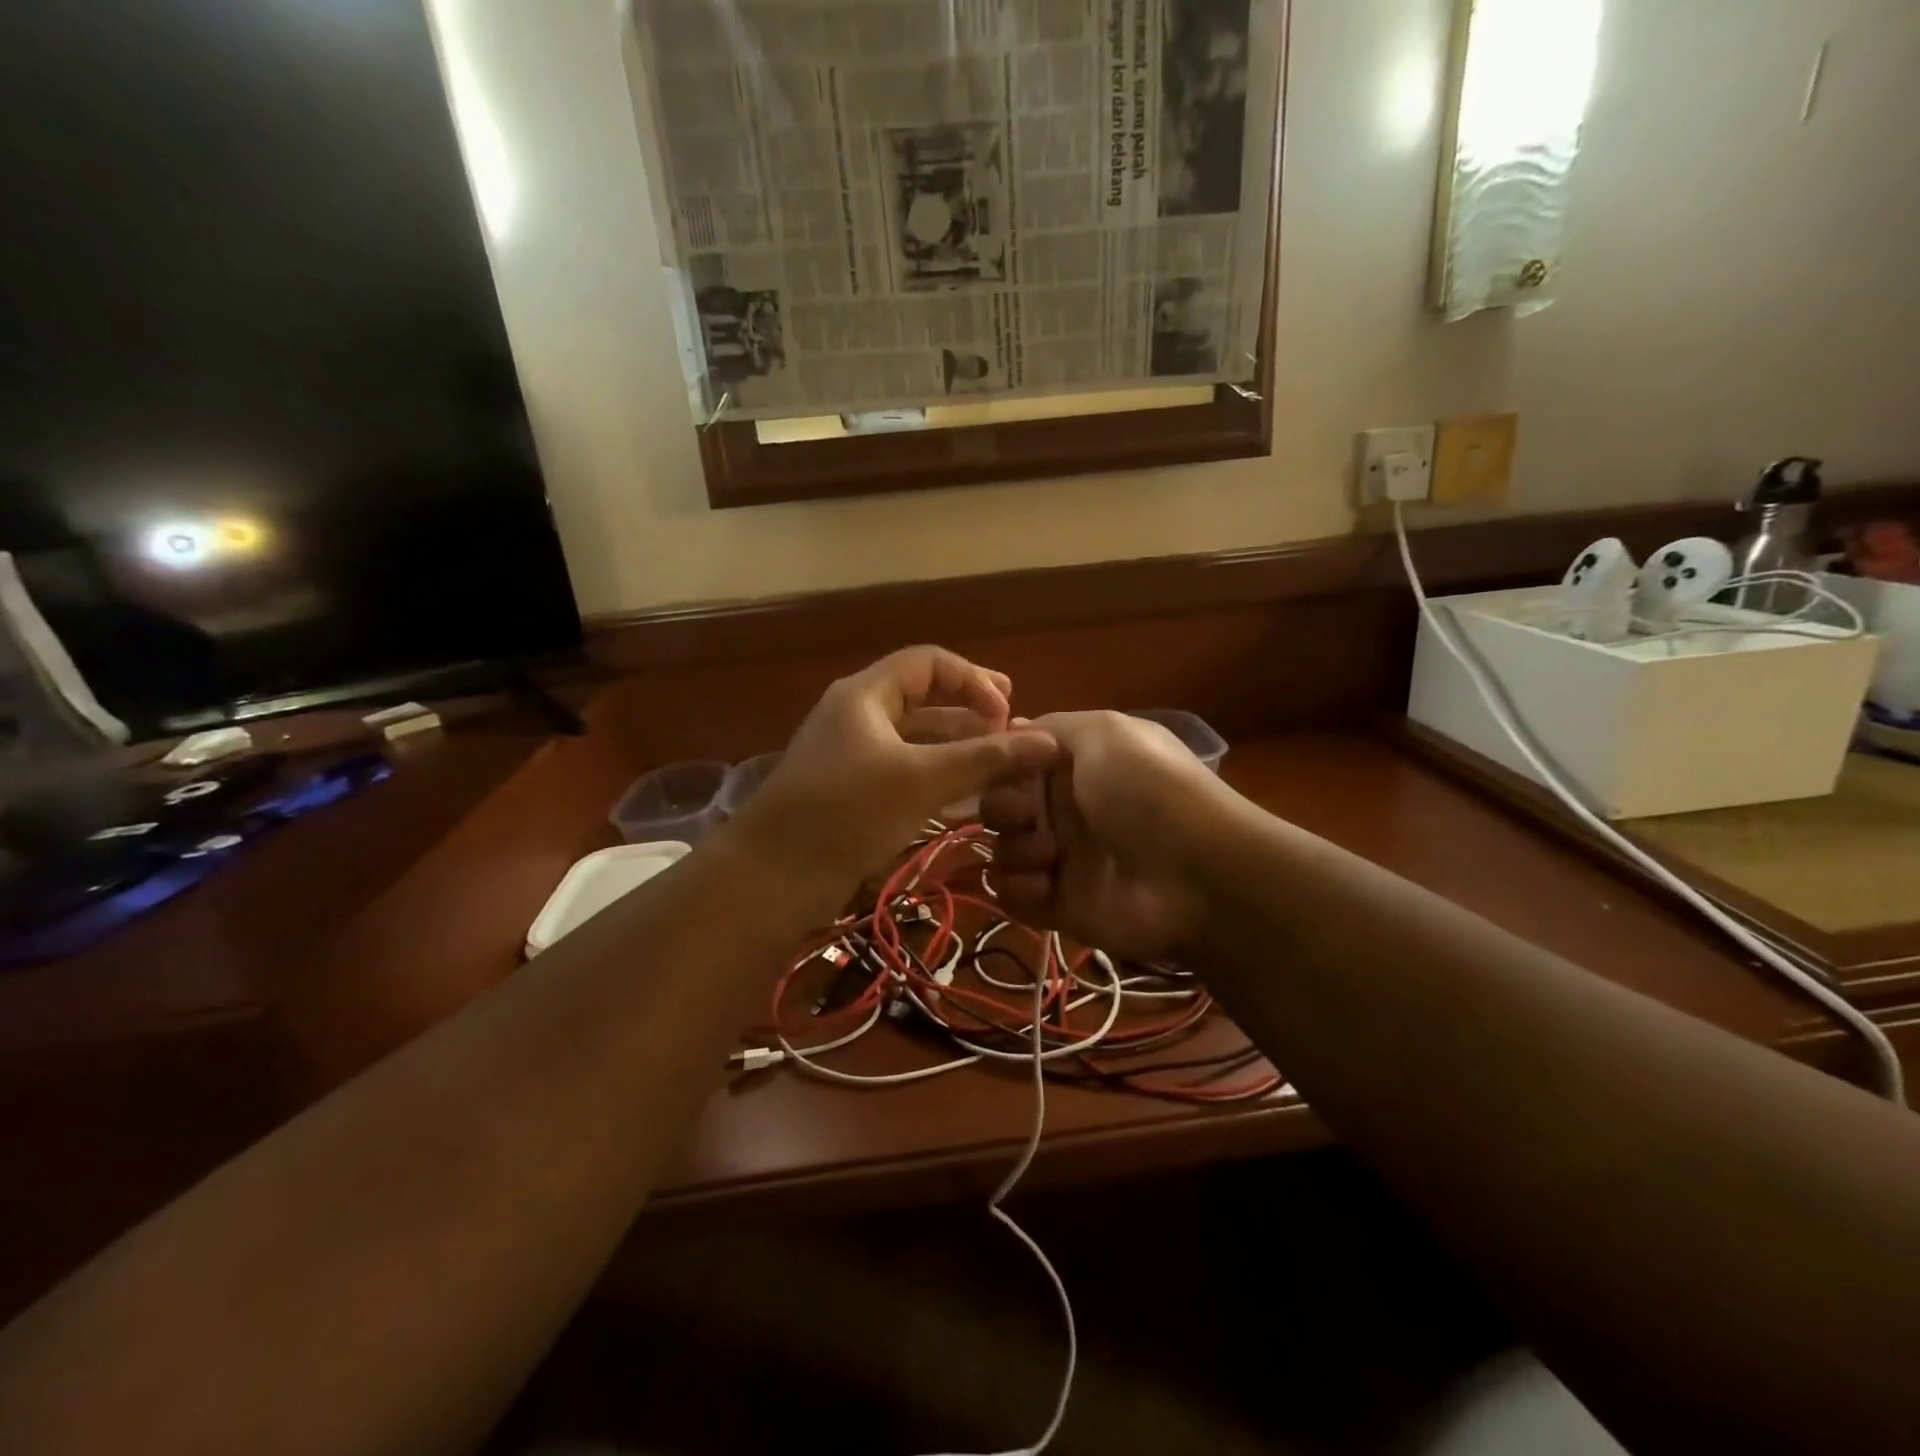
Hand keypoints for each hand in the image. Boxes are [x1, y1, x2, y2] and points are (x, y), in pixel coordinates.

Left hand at [732, 646, 1058, 888]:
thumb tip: (1050, 741)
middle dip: (971, 713)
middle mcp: (858, 716)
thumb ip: (985, 760)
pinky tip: (966, 797)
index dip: (974, 679)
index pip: (930, 663)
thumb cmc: (846, 813)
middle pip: (924, 699)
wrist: (771, 877)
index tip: (1009, 711)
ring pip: (915, 739)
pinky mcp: (851, 793)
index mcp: (866, 694)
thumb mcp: (921, 780)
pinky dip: (936, 776)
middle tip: (1014, 732)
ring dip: (957, 747)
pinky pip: (903, 771)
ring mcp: (852, 756)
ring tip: (1000, 766)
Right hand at [982, 711, 1234, 961]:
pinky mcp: (1061, 905)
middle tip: (1025, 815)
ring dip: (1014, 850)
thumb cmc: (1146, 789)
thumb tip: (1011, 727)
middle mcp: (1065, 810)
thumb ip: (1052, 726)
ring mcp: (1062, 859)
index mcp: (1075, 767)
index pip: (1015, 763)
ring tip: (1050, 856)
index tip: (999, 767)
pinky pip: (1012, 897)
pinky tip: (1046, 886)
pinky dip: (1018, 891)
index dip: (999, 765)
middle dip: (1001, 809)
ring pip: (1002, 851)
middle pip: (1000, 807)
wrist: (1196, 874)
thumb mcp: (1104, 732)